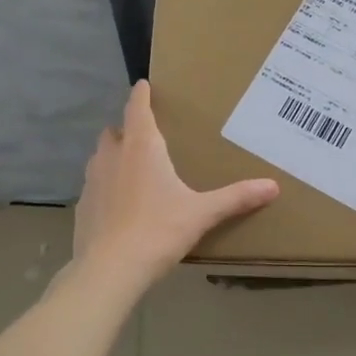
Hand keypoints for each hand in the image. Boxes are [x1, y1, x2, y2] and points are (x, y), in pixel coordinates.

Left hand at [72, 81, 278, 291]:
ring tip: (134, 169)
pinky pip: (94, 186)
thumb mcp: (202, 213)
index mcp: (142, 148)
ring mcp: (92, 182)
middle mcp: (112, 157)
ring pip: (101, 157)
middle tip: (147, 136)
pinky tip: (120, 206)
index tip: (144, 84)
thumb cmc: (158, 230)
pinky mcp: (82, 207)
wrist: (109, 270)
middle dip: (128, 129)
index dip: (141, 95)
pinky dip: (106, 187)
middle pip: (115, 131)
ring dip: (115, 157)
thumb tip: (273, 186)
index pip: (137, 108)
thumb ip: (236, 197)